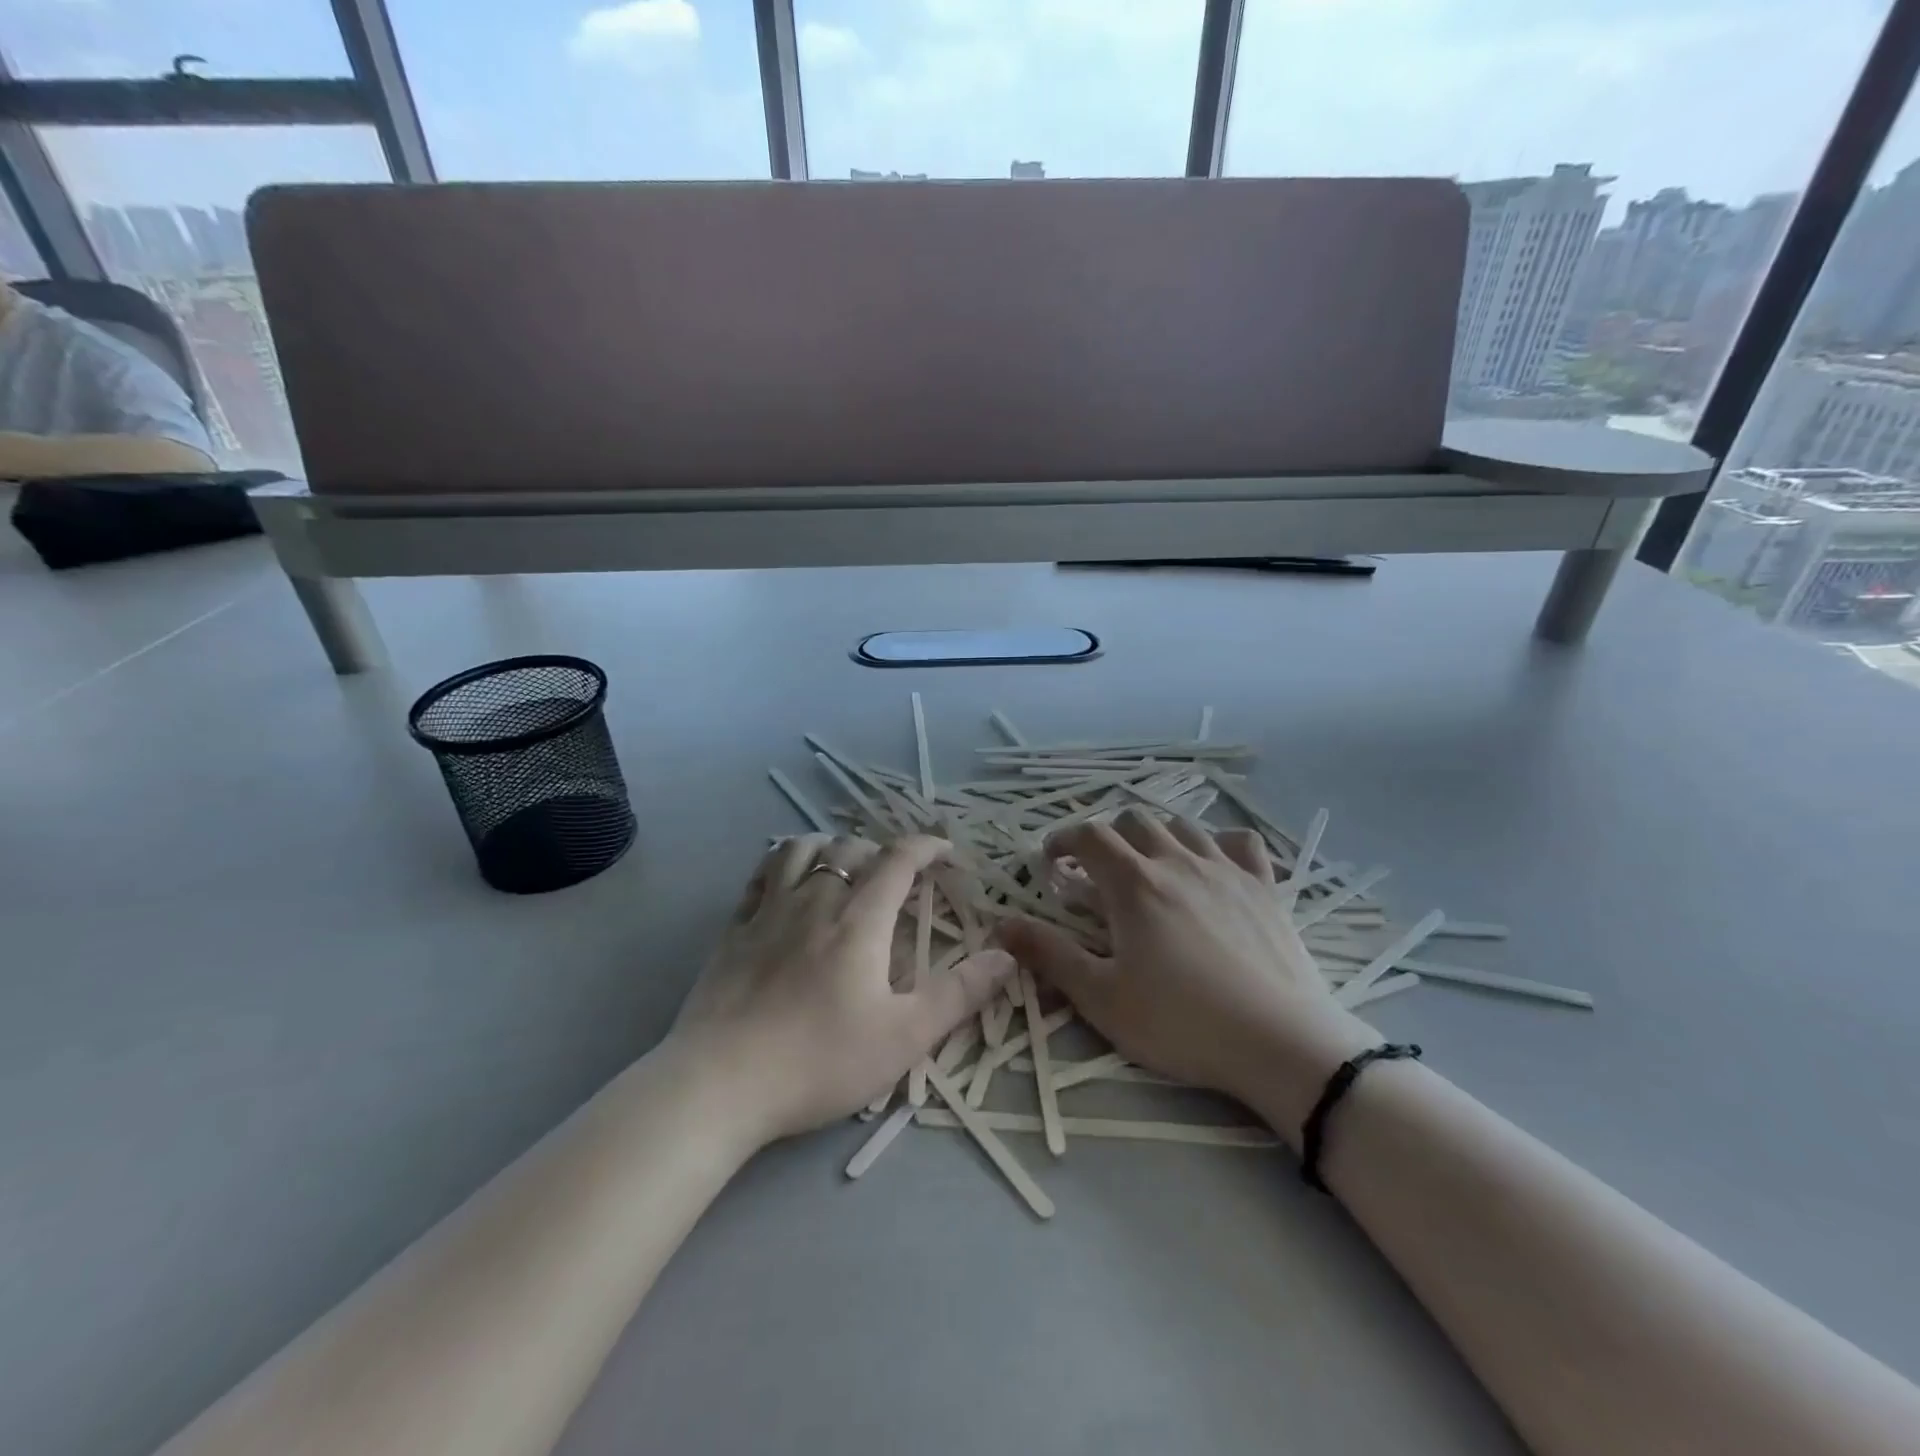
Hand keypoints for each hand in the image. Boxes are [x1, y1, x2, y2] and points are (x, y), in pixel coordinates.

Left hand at [669, 833, 1012, 1146]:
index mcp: (858, 920)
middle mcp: (814, 900)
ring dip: (828, 846)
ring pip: (799, 849)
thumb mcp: (904, 1036)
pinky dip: (781, 865)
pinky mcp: (733, 930)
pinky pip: (760, 876)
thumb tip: (1006, 956)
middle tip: (894, 876)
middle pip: (849, 848)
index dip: (925, 846)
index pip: (898, 860)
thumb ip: (958, 993)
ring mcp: (768, 911)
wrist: (720, 1084)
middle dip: (879, 851)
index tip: (944, 850)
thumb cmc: (819, 1060)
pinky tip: (786, 885)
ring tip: (841, 866)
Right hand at [999, 809, 1376, 1136]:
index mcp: (1134, 883)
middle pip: (1135, 820)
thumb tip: (1001, 925)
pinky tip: (1214, 865)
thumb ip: (1049, 955)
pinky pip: (1242, 842)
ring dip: (1156, 836)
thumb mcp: (1101, 997)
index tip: (1051, 862)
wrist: (1279, 1043)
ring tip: (1149, 866)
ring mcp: (1226, 869)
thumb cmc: (1181, 1022)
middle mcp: (1177, 861)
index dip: (1063, 840)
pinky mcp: (1265, 886)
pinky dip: (1219, 843)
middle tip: (1097, 871)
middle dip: (1107, 836)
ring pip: (1183, 825)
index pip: (1089, 836)